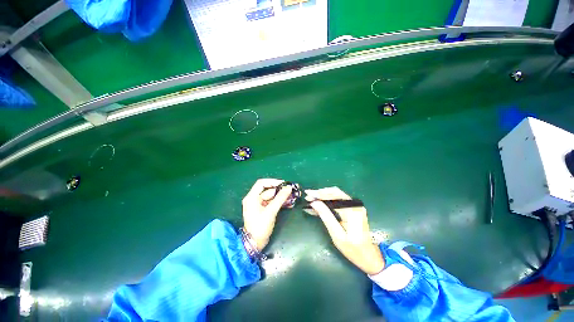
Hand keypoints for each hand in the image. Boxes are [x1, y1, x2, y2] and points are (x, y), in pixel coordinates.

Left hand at [242, 178, 292, 250]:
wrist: (255, 244)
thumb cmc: (260, 226)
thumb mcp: (271, 211)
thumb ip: (280, 198)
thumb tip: (289, 188)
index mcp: (252, 197)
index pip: (262, 183)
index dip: (273, 182)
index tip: (283, 183)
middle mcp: (254, 199)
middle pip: (268, 191)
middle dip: (280, 191)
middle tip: (291, 190)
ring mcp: (258, 205)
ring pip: (272, 197)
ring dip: (282, 197)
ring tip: (292, 197)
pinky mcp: (263, 210)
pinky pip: (272, 203)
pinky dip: (279, 203)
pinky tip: (289, 203)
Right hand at [305, 187, 384, 274]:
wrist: (369, 257)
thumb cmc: (353, 249)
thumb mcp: (337, 235)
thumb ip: (326, 216)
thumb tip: (314, 203)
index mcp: (352, 211)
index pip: (334, 196)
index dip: (320, 194)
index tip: (308, 195)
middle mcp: (355, 205)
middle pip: (335, 193)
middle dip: (320, 193)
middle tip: (308, 196)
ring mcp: (355, 206)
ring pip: (336, 196)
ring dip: (323, 196)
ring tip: (311, 199)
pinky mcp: (353, 209)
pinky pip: (338, 201)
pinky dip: (328, 202)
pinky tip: (319, 204)